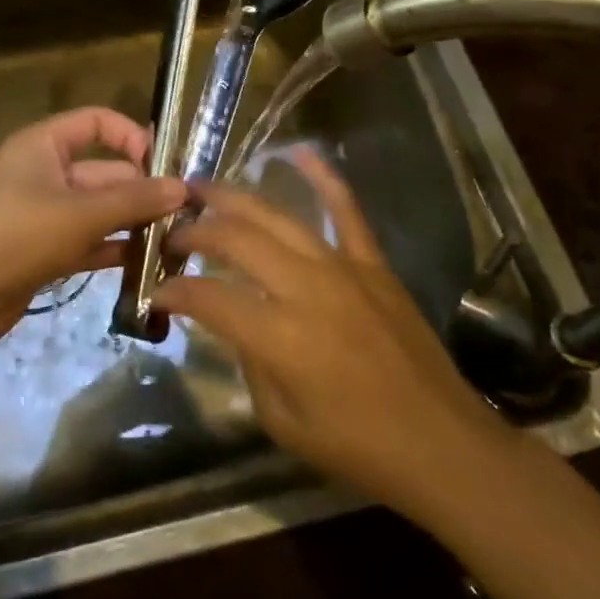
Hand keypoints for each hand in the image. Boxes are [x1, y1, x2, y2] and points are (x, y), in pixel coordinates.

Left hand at [0, 107, 186, 345]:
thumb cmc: (14, 236)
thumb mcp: (80, 214)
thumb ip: (134, 200)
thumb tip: (182, 188)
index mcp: (44, 145)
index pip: (97, 122)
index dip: (132, 136)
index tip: (165, 165)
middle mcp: (44, 172)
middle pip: (104, 171)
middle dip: (142, 190)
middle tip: (184, 216)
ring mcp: (43, 213)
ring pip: (98, 210)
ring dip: (132, 223)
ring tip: (175, 241)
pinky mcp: (42, 250)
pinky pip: (87, 240)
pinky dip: (112, 248)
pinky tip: (146, 264)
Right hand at [159, 150, 509, 528]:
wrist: (441, 444)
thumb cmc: (358, 447)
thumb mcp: (282, 421)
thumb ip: (249, 364)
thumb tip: (234, 324)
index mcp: (280, 337)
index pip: (208, 297)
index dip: (174, 291)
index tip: (158, 292)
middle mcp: (305, 288)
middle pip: (236, 240)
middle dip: (195, 231)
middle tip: (173, 234)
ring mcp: (343, 267)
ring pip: (277, 216)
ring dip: (234, 198)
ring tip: (202, 188)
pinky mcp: (373, 262)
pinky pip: (345, 209)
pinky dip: (322, 176)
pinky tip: (298, 151)